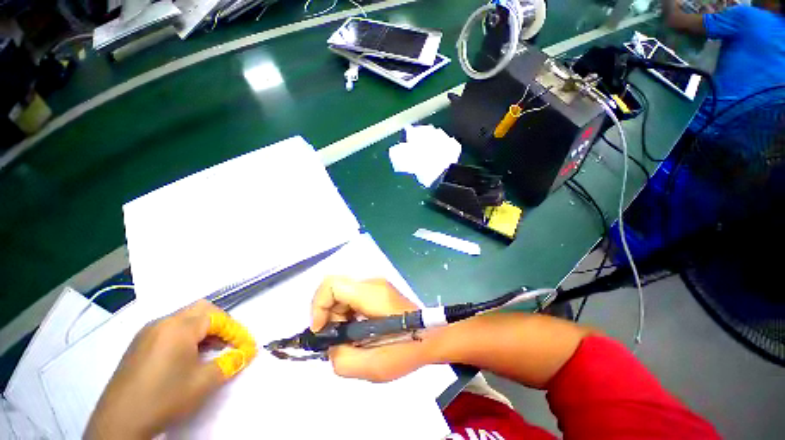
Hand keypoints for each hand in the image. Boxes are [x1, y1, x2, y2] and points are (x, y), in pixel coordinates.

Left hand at [85, 300, 252, 438]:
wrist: (120, 422)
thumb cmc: (165, 397)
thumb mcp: (204, 382)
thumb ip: (230, 362)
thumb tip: (248, 352)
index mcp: (178, 326)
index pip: (217, 317)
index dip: (236, 330)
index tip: (246, 347)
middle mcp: (162, 322)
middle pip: (201, 310)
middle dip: (221, 323)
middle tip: (230, 342)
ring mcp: (147, 332)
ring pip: (185, 318)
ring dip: (204, 330)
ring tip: (212, 350)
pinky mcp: (139, 344)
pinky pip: (170, 329)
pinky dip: (187, 336)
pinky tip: (188, 356)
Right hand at [311, 276, 439, 382]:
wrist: (433, 336)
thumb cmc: (408, 349)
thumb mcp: (375, 366)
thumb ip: (342, 360)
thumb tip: (330, 346)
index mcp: (372, 294)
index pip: (332, 284)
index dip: (318, 306)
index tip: (322, 332)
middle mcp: (372, 283)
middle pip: (335, 290)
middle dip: (328, 316)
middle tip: (338, 341)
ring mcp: (376, 285)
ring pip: (342, 295)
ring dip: (338, 318)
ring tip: (350, 340)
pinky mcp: (378, 291)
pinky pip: (352, 298)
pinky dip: (347, 315)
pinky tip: (358, 332)